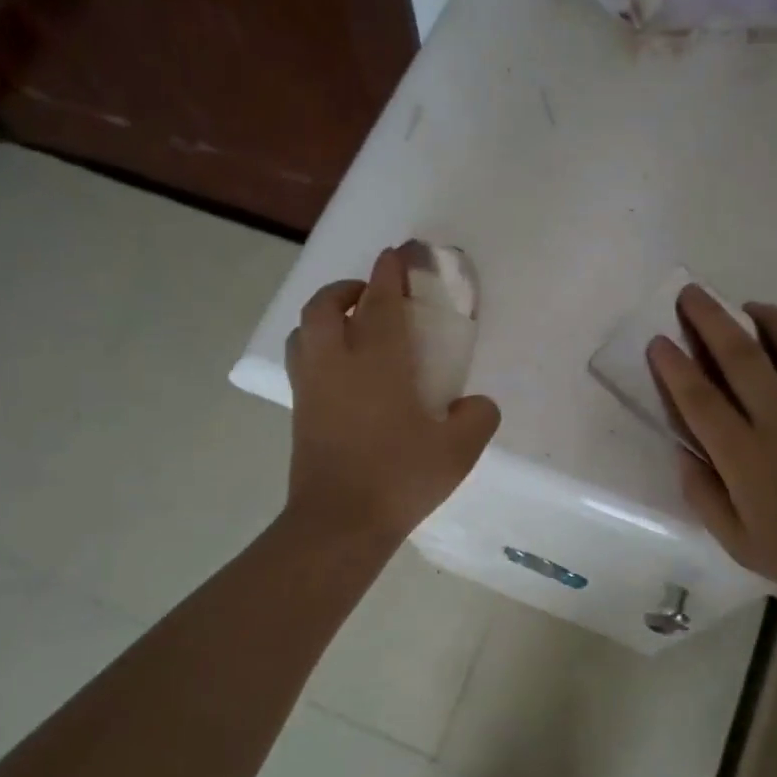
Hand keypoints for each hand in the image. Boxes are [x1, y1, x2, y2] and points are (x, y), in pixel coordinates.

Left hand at [284, 248, 499, 543]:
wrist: (339, 522)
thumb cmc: (400, 478)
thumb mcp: (459, 450)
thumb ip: (477, 417)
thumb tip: (475, 404)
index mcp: (377, 361)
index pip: (380, 301)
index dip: (388, 273)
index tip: (396, 255)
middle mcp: (336, 363)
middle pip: (327, 305)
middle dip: (347, 288)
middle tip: (371, 295)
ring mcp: (311, 386)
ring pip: (304, 330)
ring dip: (326, 315)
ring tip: (351, 327)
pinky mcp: (299, 411)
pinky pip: (301, 360)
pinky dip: (316, 347)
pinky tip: (342, 371)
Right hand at [648, 288, 776, 606]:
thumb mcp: (738, 542)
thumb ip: (703, 494)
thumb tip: (684, 452)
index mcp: (746, 456)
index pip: (699, 399)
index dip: (674, 367)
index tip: (658, 341)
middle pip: (740, 356)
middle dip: (710, 319)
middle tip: (691, 294)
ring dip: (767, 317)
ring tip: (748, 307)